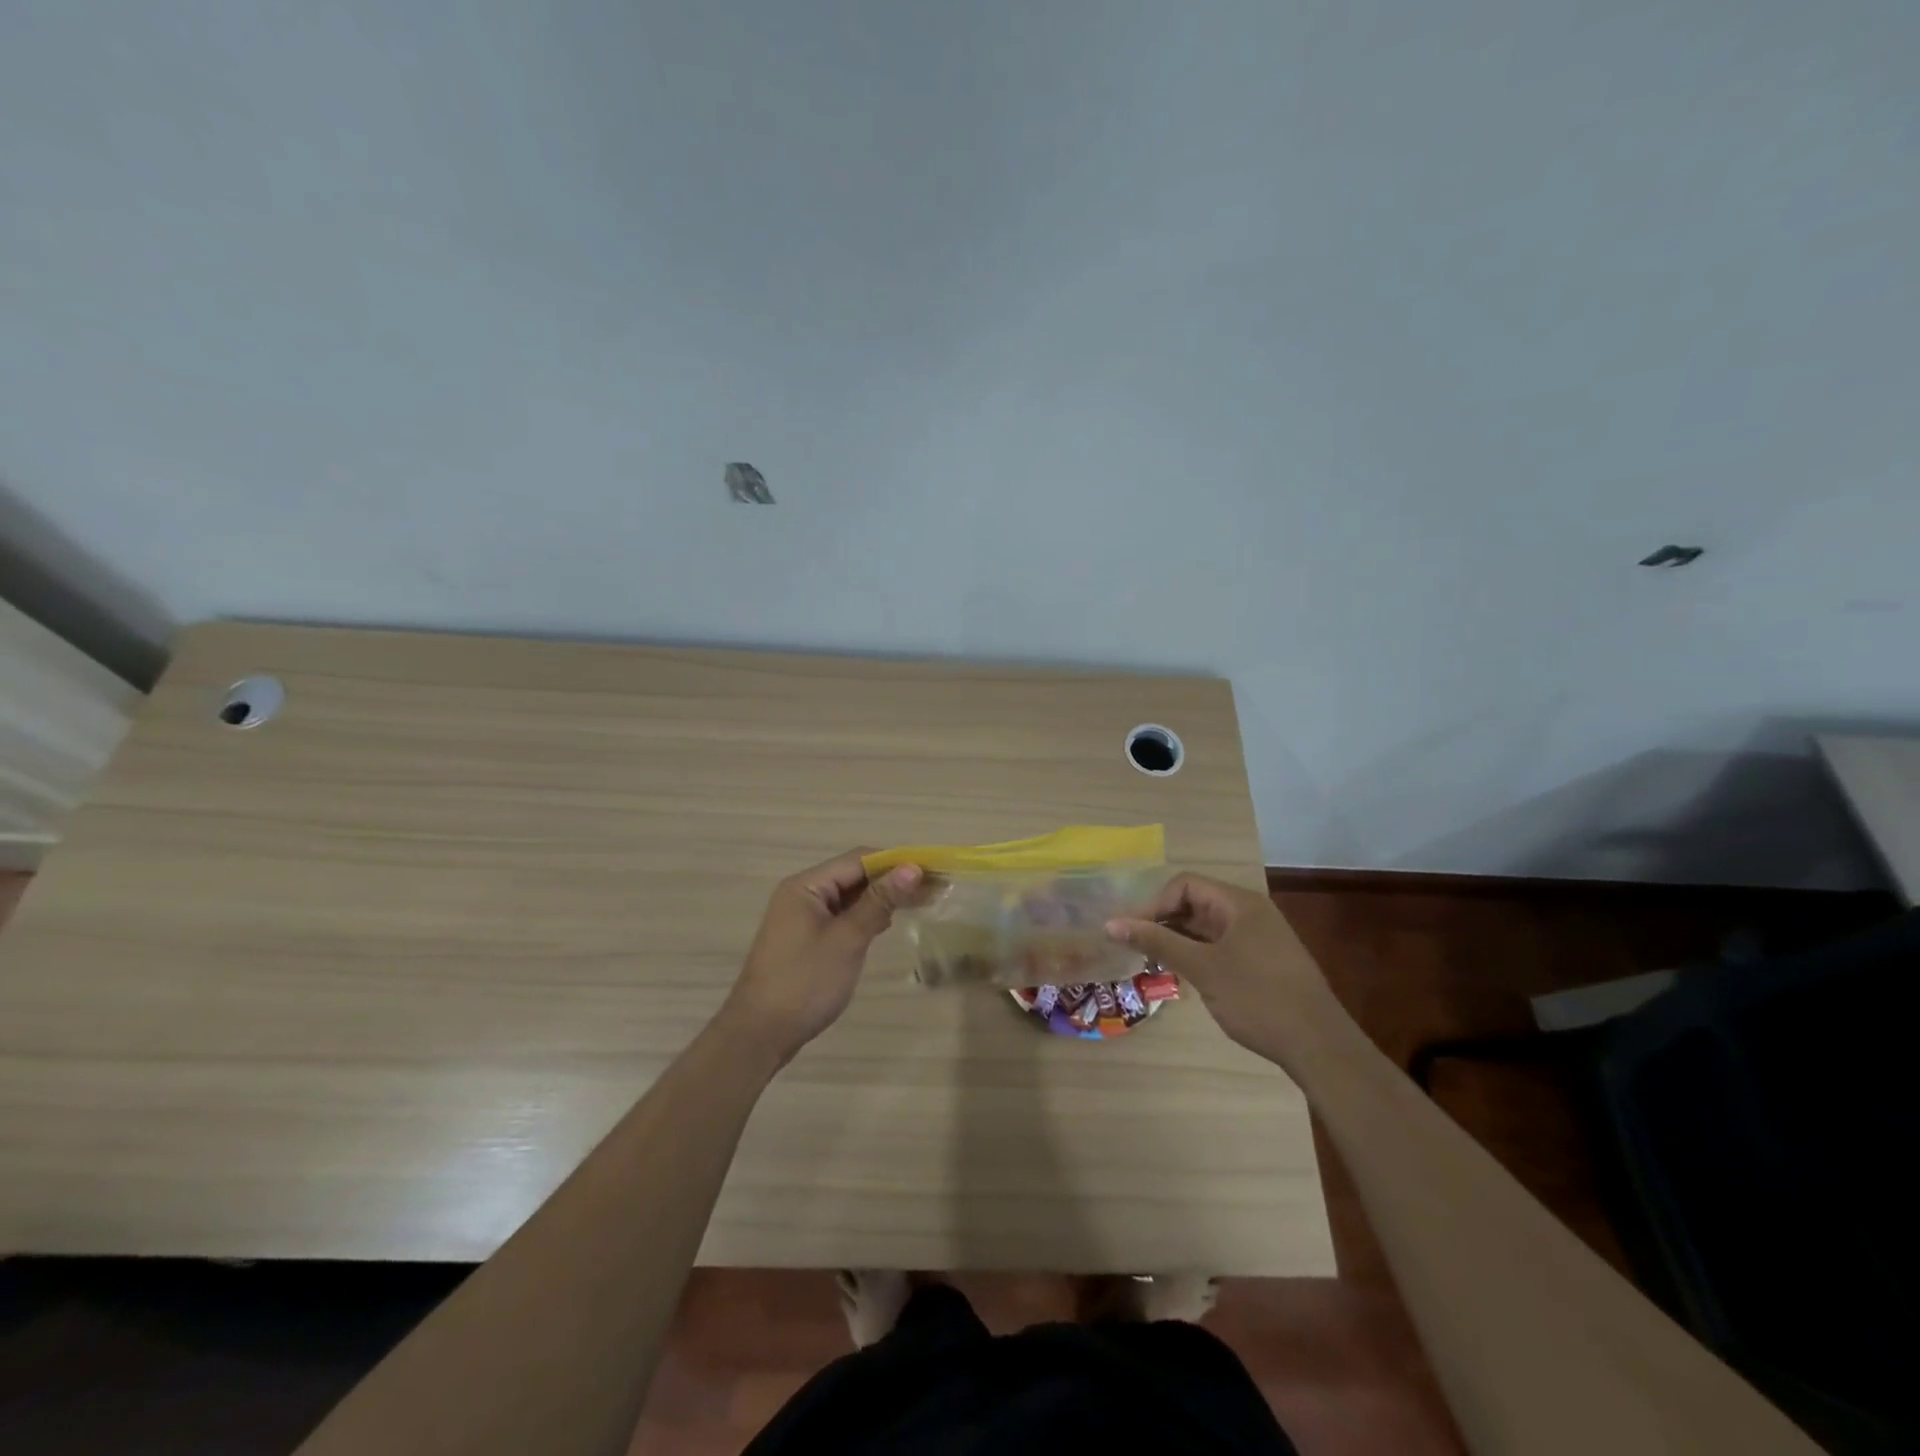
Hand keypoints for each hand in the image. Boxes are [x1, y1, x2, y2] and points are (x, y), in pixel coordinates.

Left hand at [719, 850, 921, 1067]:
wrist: (759, 1034)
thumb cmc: (805, 982)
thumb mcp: (847, 939)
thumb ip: (879, 901)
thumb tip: (912, 868)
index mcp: (807, 886)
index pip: (859, 859)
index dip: (896, 862)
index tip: (932, 872)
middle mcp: (803, 893)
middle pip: (854, 875)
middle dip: (892, 880)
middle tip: (933, 890)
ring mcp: (802, 917)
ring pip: (849, 896)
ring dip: (881, 898)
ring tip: (920, 903)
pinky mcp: (806, 939)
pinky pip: (841, 916)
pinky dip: (865, 916)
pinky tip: (886, 924)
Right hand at [1105, 873, 1338, 1065]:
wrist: (1320, 1046)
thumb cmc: (1258, 998)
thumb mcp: (1202, 968)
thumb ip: (1157, 942)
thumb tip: (1112, 923)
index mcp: (1239, 904)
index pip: (1185, 885)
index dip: (1155, 904)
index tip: (1132, 932)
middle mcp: (1250, 913)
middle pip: (1195, 903)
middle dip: (1163, 921)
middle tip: (1136, 947)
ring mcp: (1259, 938)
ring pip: (1206, 927)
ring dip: (1178, 939)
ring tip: (1152, 961)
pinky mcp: (1262, 961)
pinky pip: (1220, 946)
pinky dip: (1197, 954)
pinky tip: (1182, 974)